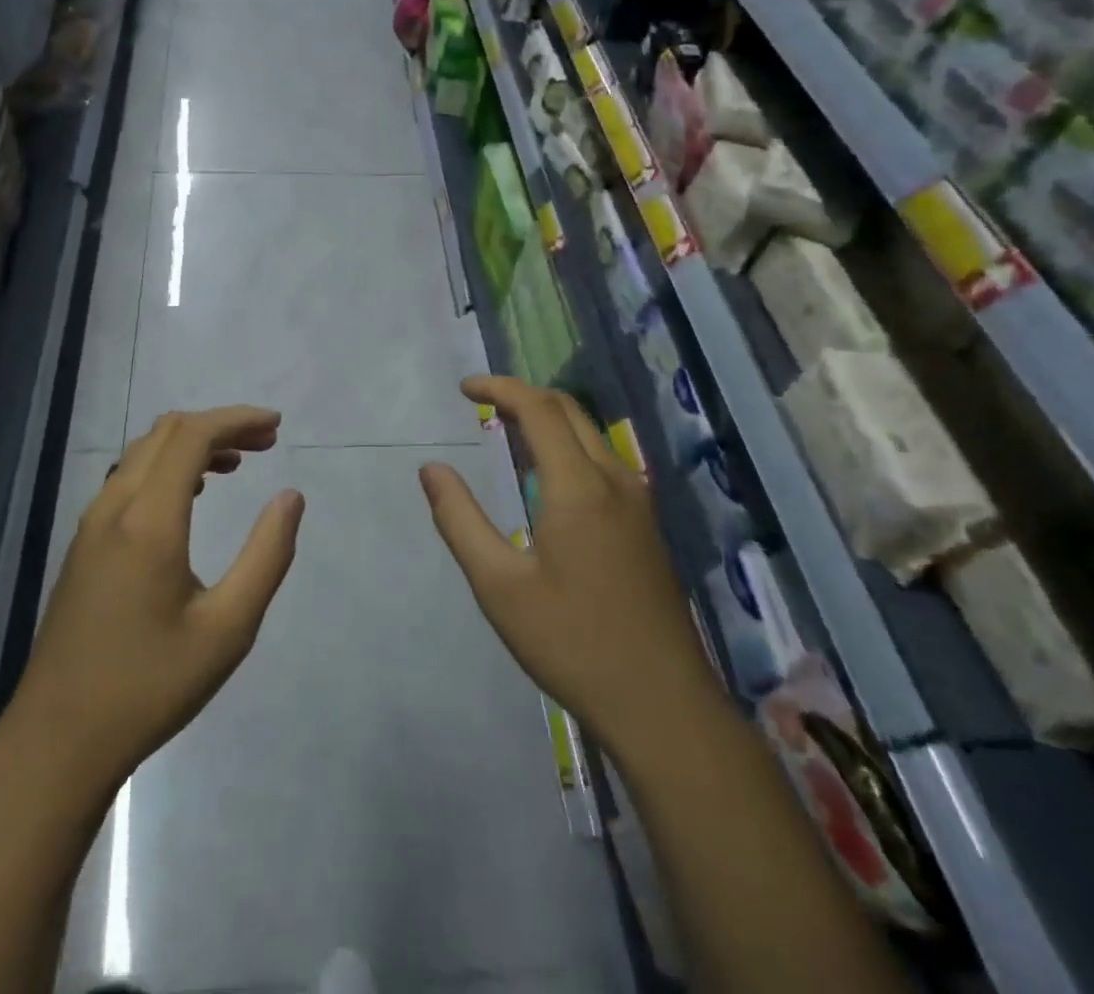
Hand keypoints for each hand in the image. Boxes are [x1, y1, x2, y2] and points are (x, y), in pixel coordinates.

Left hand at [6, 406, 305, 797]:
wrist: (58, 740)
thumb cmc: (150, 686)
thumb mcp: (227, 629)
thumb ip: (266, 556)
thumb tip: (290, 497)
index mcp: (149, 520)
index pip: (193, 435)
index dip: (236, 419)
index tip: (276, 425)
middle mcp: (115, 507)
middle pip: (166, 432)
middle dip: (219, 425)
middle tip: (265, 442)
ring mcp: (92, 524)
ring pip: (143, 453)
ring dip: (191, 444)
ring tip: (236, 464)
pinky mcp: (83, 545)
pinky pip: (127, 478)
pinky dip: (166, 467)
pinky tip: (190, 496)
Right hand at [420, 377, 716, 751]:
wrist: (662, 705)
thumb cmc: (572, 642)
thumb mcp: (499, 585)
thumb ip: (460, 520)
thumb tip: (431, 469)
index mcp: (579, 487)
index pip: (539, 408)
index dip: (499, 388)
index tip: (464, 389)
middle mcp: (614, 480)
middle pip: (568, 410)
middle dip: (522, 395)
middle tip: (481, 404)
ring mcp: (637, 502)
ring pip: (589, 434)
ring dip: (547, 419)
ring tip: (505, 431)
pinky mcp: (645, 525)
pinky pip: (602, 460)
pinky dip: (566, 445)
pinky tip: (544, 478)